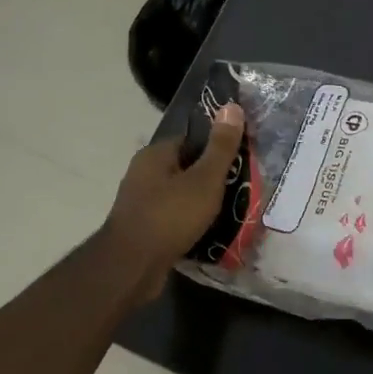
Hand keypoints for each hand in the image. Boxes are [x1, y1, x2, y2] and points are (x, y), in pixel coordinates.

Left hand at [100, 103, 244, 296]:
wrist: (132, 267)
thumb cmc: (170, 216)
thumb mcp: (204, 179)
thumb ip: (220, 146)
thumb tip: (232, 106)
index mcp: (155, 154)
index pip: (190, 139)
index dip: (216, 146)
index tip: (240, 159)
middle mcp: (143, 173)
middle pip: (186, 168)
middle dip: (211, 177)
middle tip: (241, 187)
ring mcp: (140, 202)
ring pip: (180, 195)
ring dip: (201, 203)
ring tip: (231, 211)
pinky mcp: (143, 228)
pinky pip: (173, 218)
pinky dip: (190, 222)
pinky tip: (209, 232)